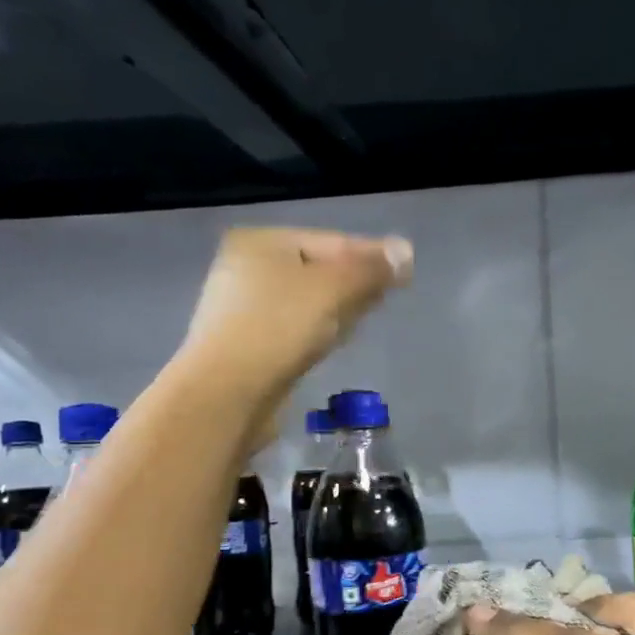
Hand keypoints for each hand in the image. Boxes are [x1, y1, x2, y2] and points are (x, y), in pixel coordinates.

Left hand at [182, 226, 412, 440]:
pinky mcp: (247, 345)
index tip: (405, 273)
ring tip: (364, 320)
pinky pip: (294, 328)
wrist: (228, 393)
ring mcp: (243, 308)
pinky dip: (317, 331)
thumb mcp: (333, 290)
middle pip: (318, 270)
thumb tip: (405, 251)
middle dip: (354, 282)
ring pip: (307, 302)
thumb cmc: (280, 328)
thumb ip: (371, 269)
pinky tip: (332, 343)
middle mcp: (246, 268)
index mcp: (261, 241)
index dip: (371, 256)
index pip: (332, 241)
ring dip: (337, 309)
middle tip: (388, 297)